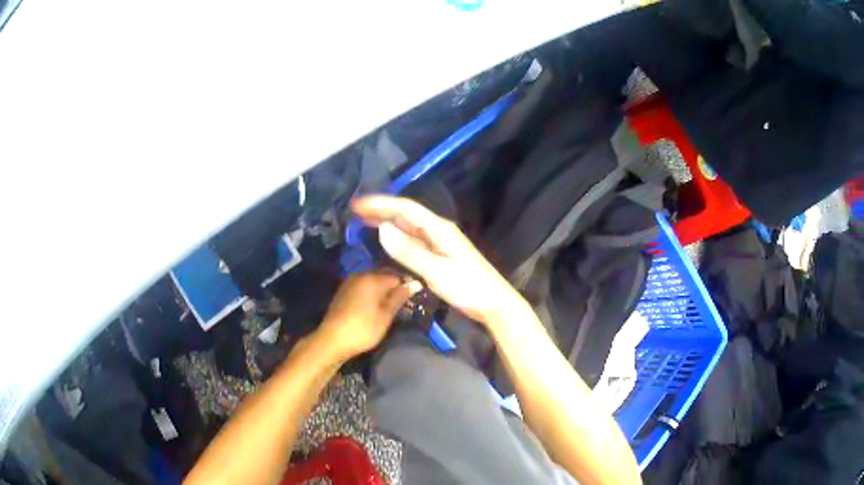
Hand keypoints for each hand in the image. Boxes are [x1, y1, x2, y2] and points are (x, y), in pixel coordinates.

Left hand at [316, 272, 413, 360]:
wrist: (332, 340)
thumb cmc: (363, 329)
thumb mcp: (385, 317)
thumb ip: (398, 299)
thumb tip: (411, 286)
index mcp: (373, 279)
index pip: (397, 277)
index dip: (406, 287)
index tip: (411, 299)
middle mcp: (361, 275)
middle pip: (383, 275)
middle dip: (393, 286)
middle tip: (402, 302)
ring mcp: (349, 282)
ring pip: (372, 280)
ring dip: (381, 289)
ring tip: (389, 304)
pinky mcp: (343, 291)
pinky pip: (362, 286)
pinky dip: (370, 292)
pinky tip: (373, 305)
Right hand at [353, 195, 523, 323]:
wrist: (494, 304)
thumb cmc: (469, 287)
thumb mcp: (437, 271)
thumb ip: (409, 251)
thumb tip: (382, 228)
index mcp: (439, 229)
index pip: (406, 209)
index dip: (381, 204)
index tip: (357, 205)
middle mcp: (439, 231)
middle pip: (406, 215)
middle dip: (381, 210)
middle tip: (355, 211)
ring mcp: (440, 243)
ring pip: (409, 227)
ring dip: (387, 222)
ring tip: (365, 222)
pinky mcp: (440, 256)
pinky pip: (414, 241)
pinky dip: (397, 238)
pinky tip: (388, 241)